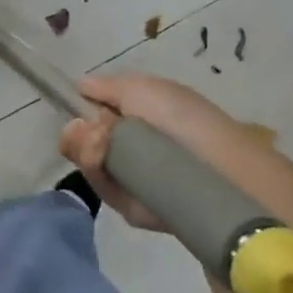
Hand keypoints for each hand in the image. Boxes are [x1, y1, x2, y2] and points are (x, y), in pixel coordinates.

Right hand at [59, 72, 258, 229]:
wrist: (215, 167)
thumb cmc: (181, 118)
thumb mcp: (141, 88)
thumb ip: (105, 87)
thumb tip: (79, 86)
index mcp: (136, 117)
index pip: (91, 116)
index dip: (79, 113)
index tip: (77, 112)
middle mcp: (129, 147)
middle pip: (81, 142)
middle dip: (79, 135)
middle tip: (96, 133)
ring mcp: (129, 178)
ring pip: (87, 165)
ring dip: (87, 152)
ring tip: (103, 146)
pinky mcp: (131, 207)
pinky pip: (102, 189)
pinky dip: (99, 175)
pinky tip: (110, 165)